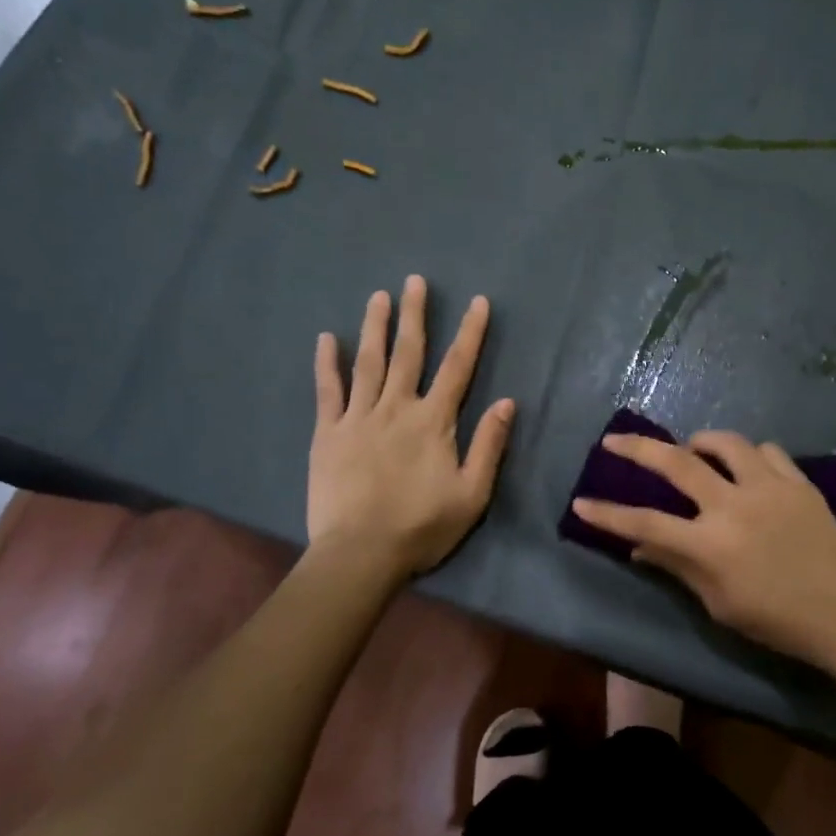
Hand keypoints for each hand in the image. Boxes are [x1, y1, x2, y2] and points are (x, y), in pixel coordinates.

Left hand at [308, 277, 514, 578]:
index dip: (471, 333)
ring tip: (378, 296)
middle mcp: (396, 408)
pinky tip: (327, 339)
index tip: (478, 302)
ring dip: (375, 327)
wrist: (360, 554)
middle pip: (409, 353)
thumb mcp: (472, 493)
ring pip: (368, 363)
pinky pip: (328, 391)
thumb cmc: (422, 527)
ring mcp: (358, 418)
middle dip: (415, 315)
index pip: (458, 367)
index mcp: (433, 421)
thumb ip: (489, 445)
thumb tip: (508, 402)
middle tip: (415, 281)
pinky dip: (327, 364)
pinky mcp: (328, 434)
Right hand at [571, 430, 835, 672]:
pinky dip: (748, 455)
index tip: (581, 502)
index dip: (608, 514)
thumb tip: (638, 547)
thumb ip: (677, 566)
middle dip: (638, 449)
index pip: (645, 523)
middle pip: (677, 463)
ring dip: (700, 443)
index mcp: (711, 545)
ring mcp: (770, 488)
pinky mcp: (799, 483)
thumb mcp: (718, 604)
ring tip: (692, 451)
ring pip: (726, 443)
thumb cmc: (774, 620)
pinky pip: (767, 451)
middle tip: (615, 440)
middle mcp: (735, 506)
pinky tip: (746, 468)